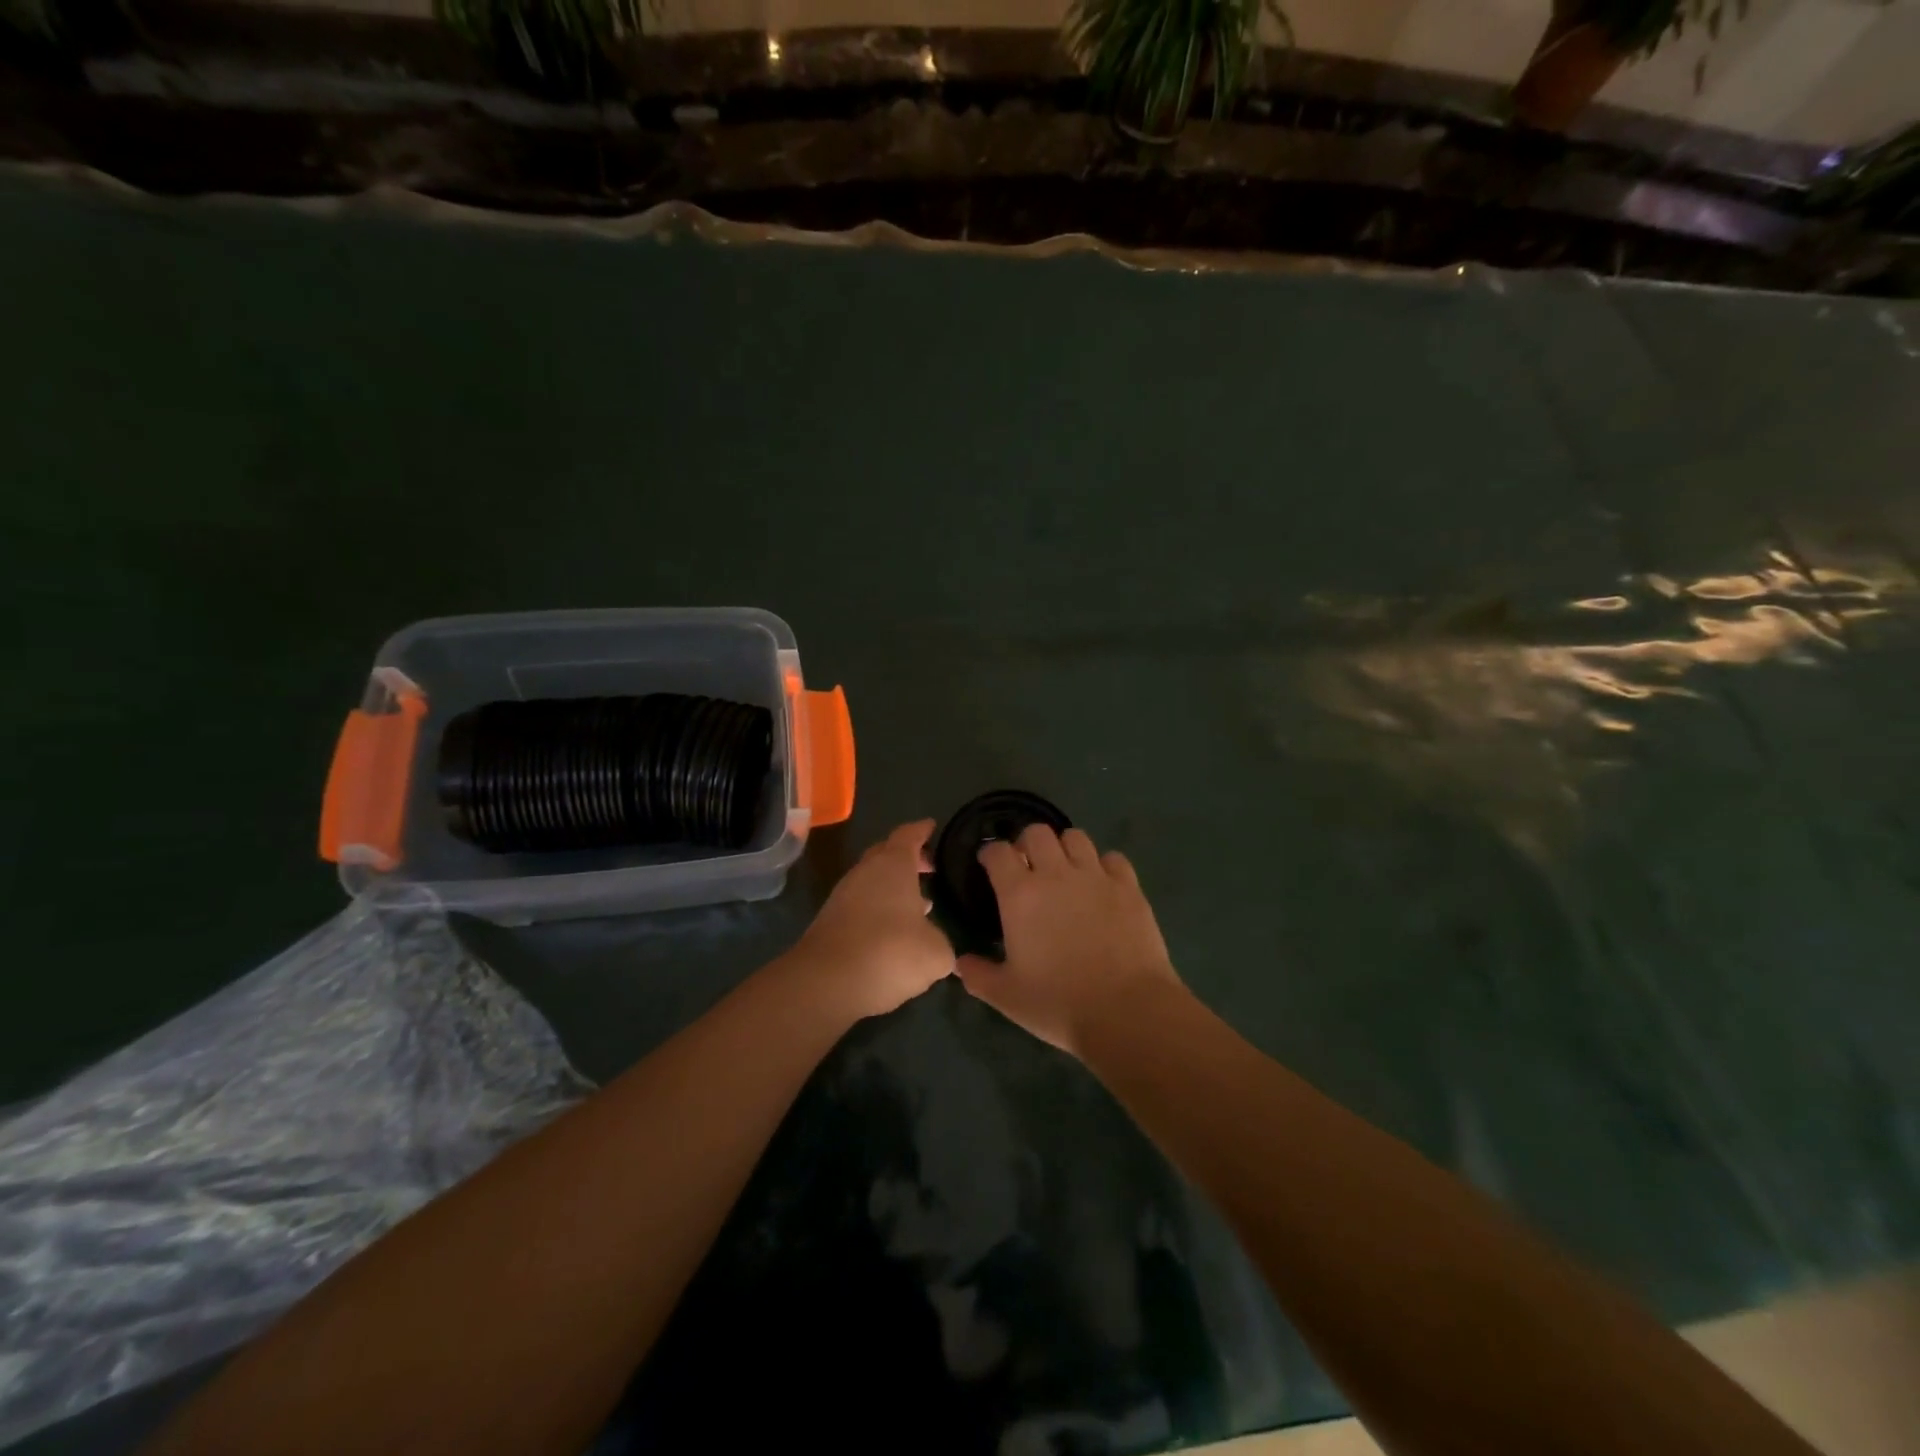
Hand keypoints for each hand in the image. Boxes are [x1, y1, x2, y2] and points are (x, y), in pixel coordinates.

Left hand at [789, 820, 953, 1020]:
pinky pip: (860, 905)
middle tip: (929, 868)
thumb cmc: (889, 952)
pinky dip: (878, 910)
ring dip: (892, 888)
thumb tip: (937, 944)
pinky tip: (892, 932)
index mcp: (893, 865)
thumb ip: (942, 942)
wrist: (825, 983)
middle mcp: (865, 872)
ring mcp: (843, 896)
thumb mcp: (935, 953)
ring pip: (872, 881)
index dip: (922, 830)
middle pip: (886, 854)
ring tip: (918, 905)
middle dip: (908, 858)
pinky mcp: (830, 921)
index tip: (932, 827)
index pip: (909, 835)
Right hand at [955, 824, 1181, 1056]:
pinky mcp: (1129, 887)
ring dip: (1065, 848)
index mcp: (1020, 894)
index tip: (988, 865)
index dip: (990, 854)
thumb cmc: (1058, 1003)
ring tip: (1065, 871)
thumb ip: (978, 975)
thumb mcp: (1006, 996)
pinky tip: (1102, 885)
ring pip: (1076, 837)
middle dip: (1027, 843)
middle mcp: (1056, 874)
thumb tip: (960, 963)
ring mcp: (1096, 877)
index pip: (997, 852)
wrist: (1127, 1011)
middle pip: (1037, 832)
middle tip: (1027, 867)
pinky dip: (1103, 865)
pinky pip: (1113, 858)